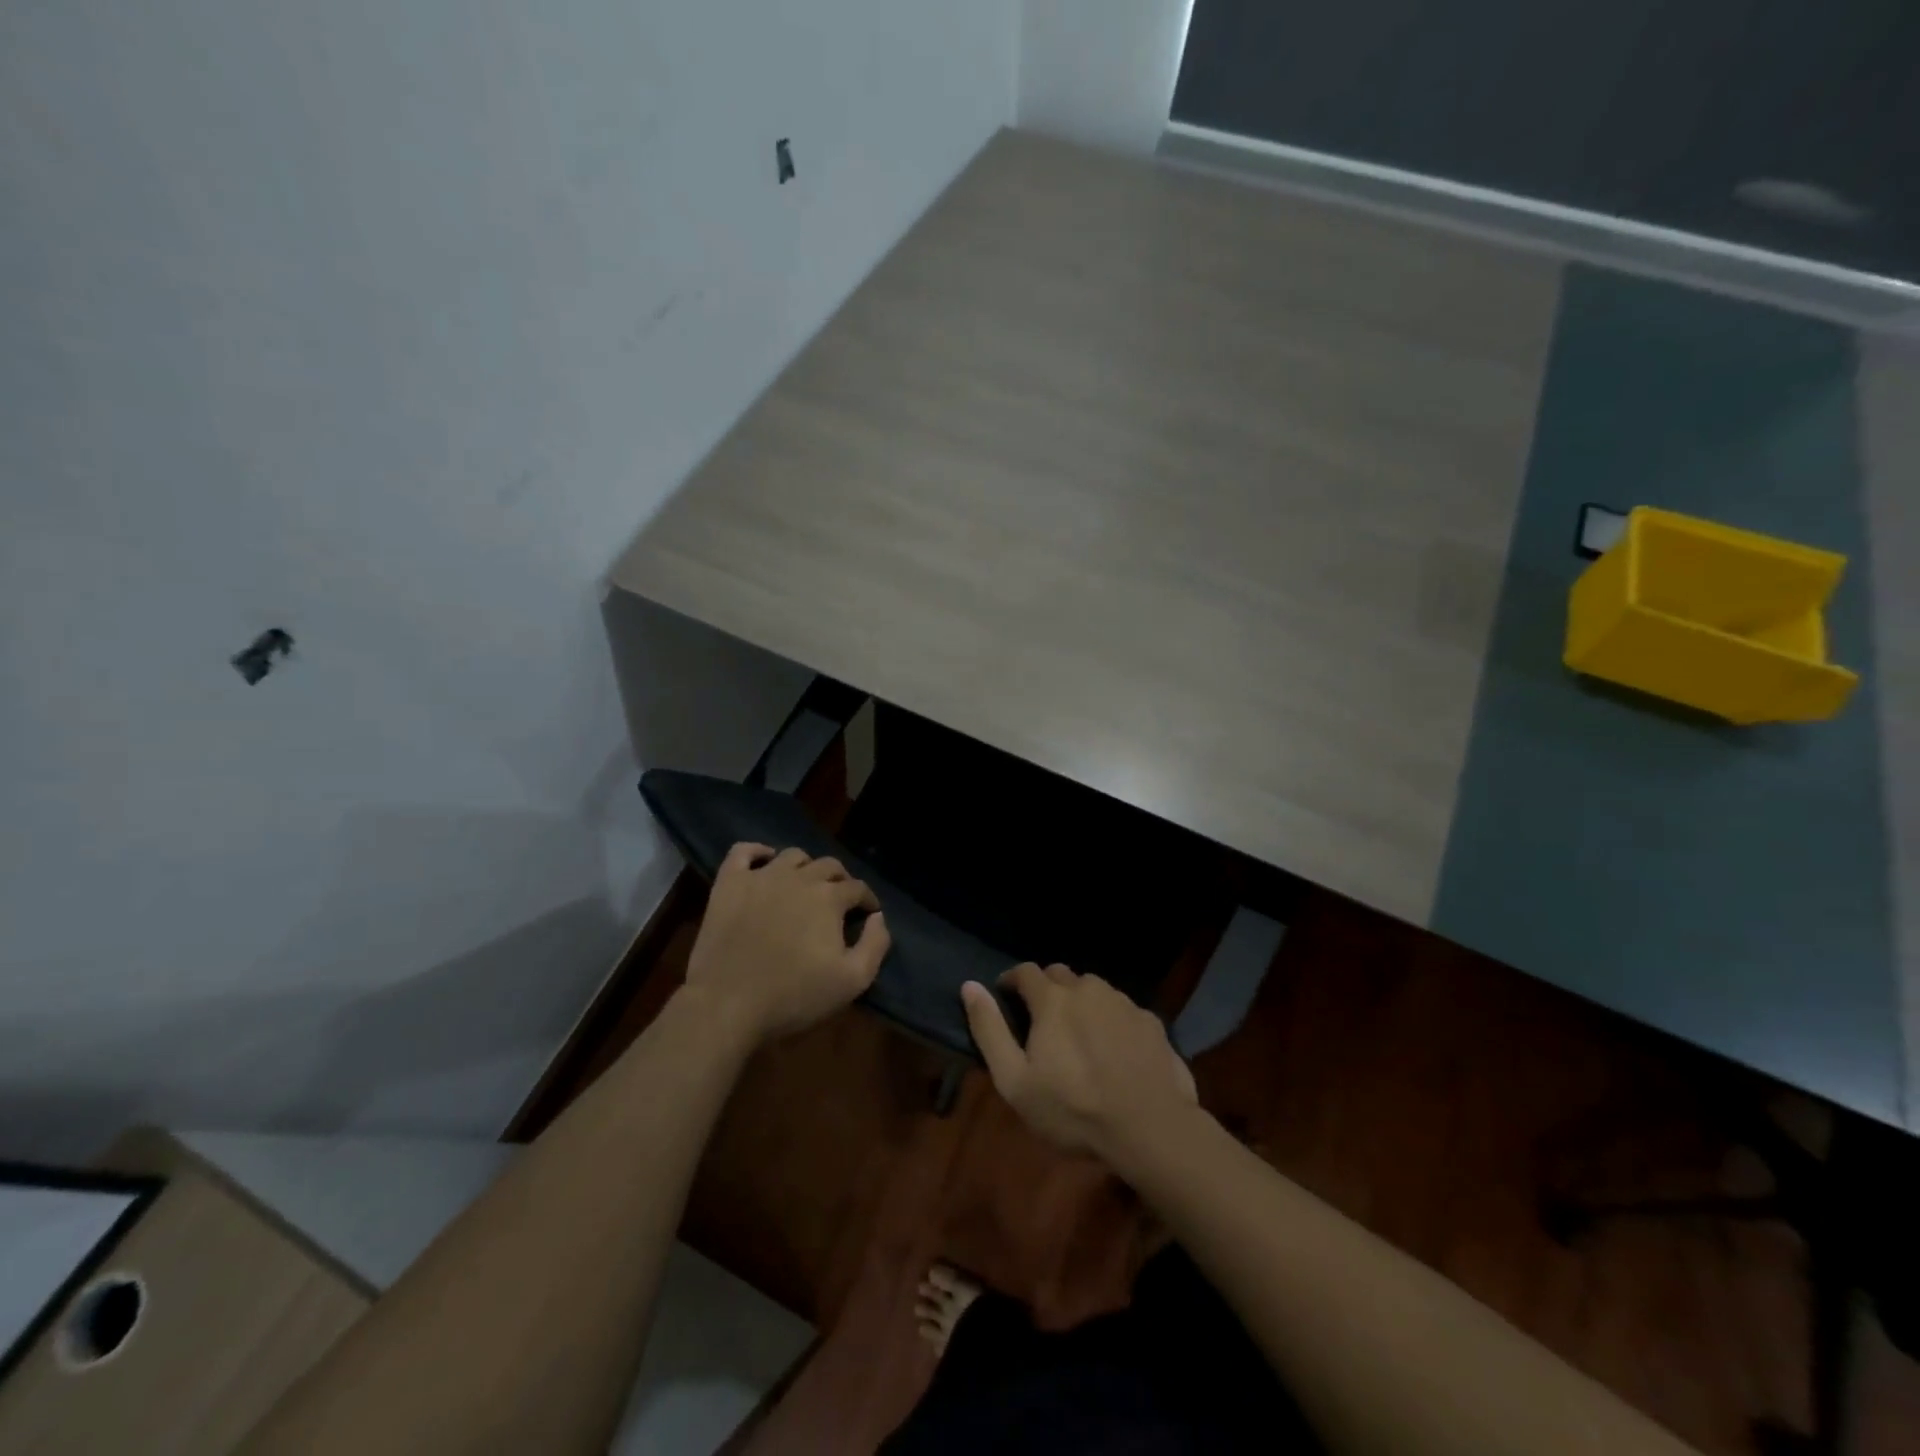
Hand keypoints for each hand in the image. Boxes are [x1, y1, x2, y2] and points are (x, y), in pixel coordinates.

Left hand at [683, 843, 890, 1045]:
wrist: (727, 1005)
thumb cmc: (794, 996)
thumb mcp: (852, 981)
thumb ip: (875, 944)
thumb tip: (878, 917)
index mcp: (829, 897)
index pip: (858, 888)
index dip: (867, 900)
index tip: (867, 914)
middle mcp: (799, 877)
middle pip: (828, 866)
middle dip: (840, 881)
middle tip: (838, 902)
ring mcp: (761, 876)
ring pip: (792, 856)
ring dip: (805, 867)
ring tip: (804, 886)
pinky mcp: (729, 884)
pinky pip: (743, 851)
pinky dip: (757, 852)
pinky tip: (764, 864)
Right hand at [962, 963, 1196, 1162]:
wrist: (1150, 1128)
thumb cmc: (1073, 1109)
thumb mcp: (1015, 1081)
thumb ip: (989, 1030)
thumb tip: (969, 986)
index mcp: (1053, 999)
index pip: (1025, 971)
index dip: (1012, 980)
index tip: (1006, 996)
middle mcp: (1088, 989)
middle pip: (1060, 975)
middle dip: (1046, 988)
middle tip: (1041, 1020)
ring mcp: (1123, 1002)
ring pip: (1094, 989)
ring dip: (1080, 1001)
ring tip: (1078, 1034)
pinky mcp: (1151, 1021)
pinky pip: (1122, 1009)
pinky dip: (1110, 1019)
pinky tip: (1113, 1049)